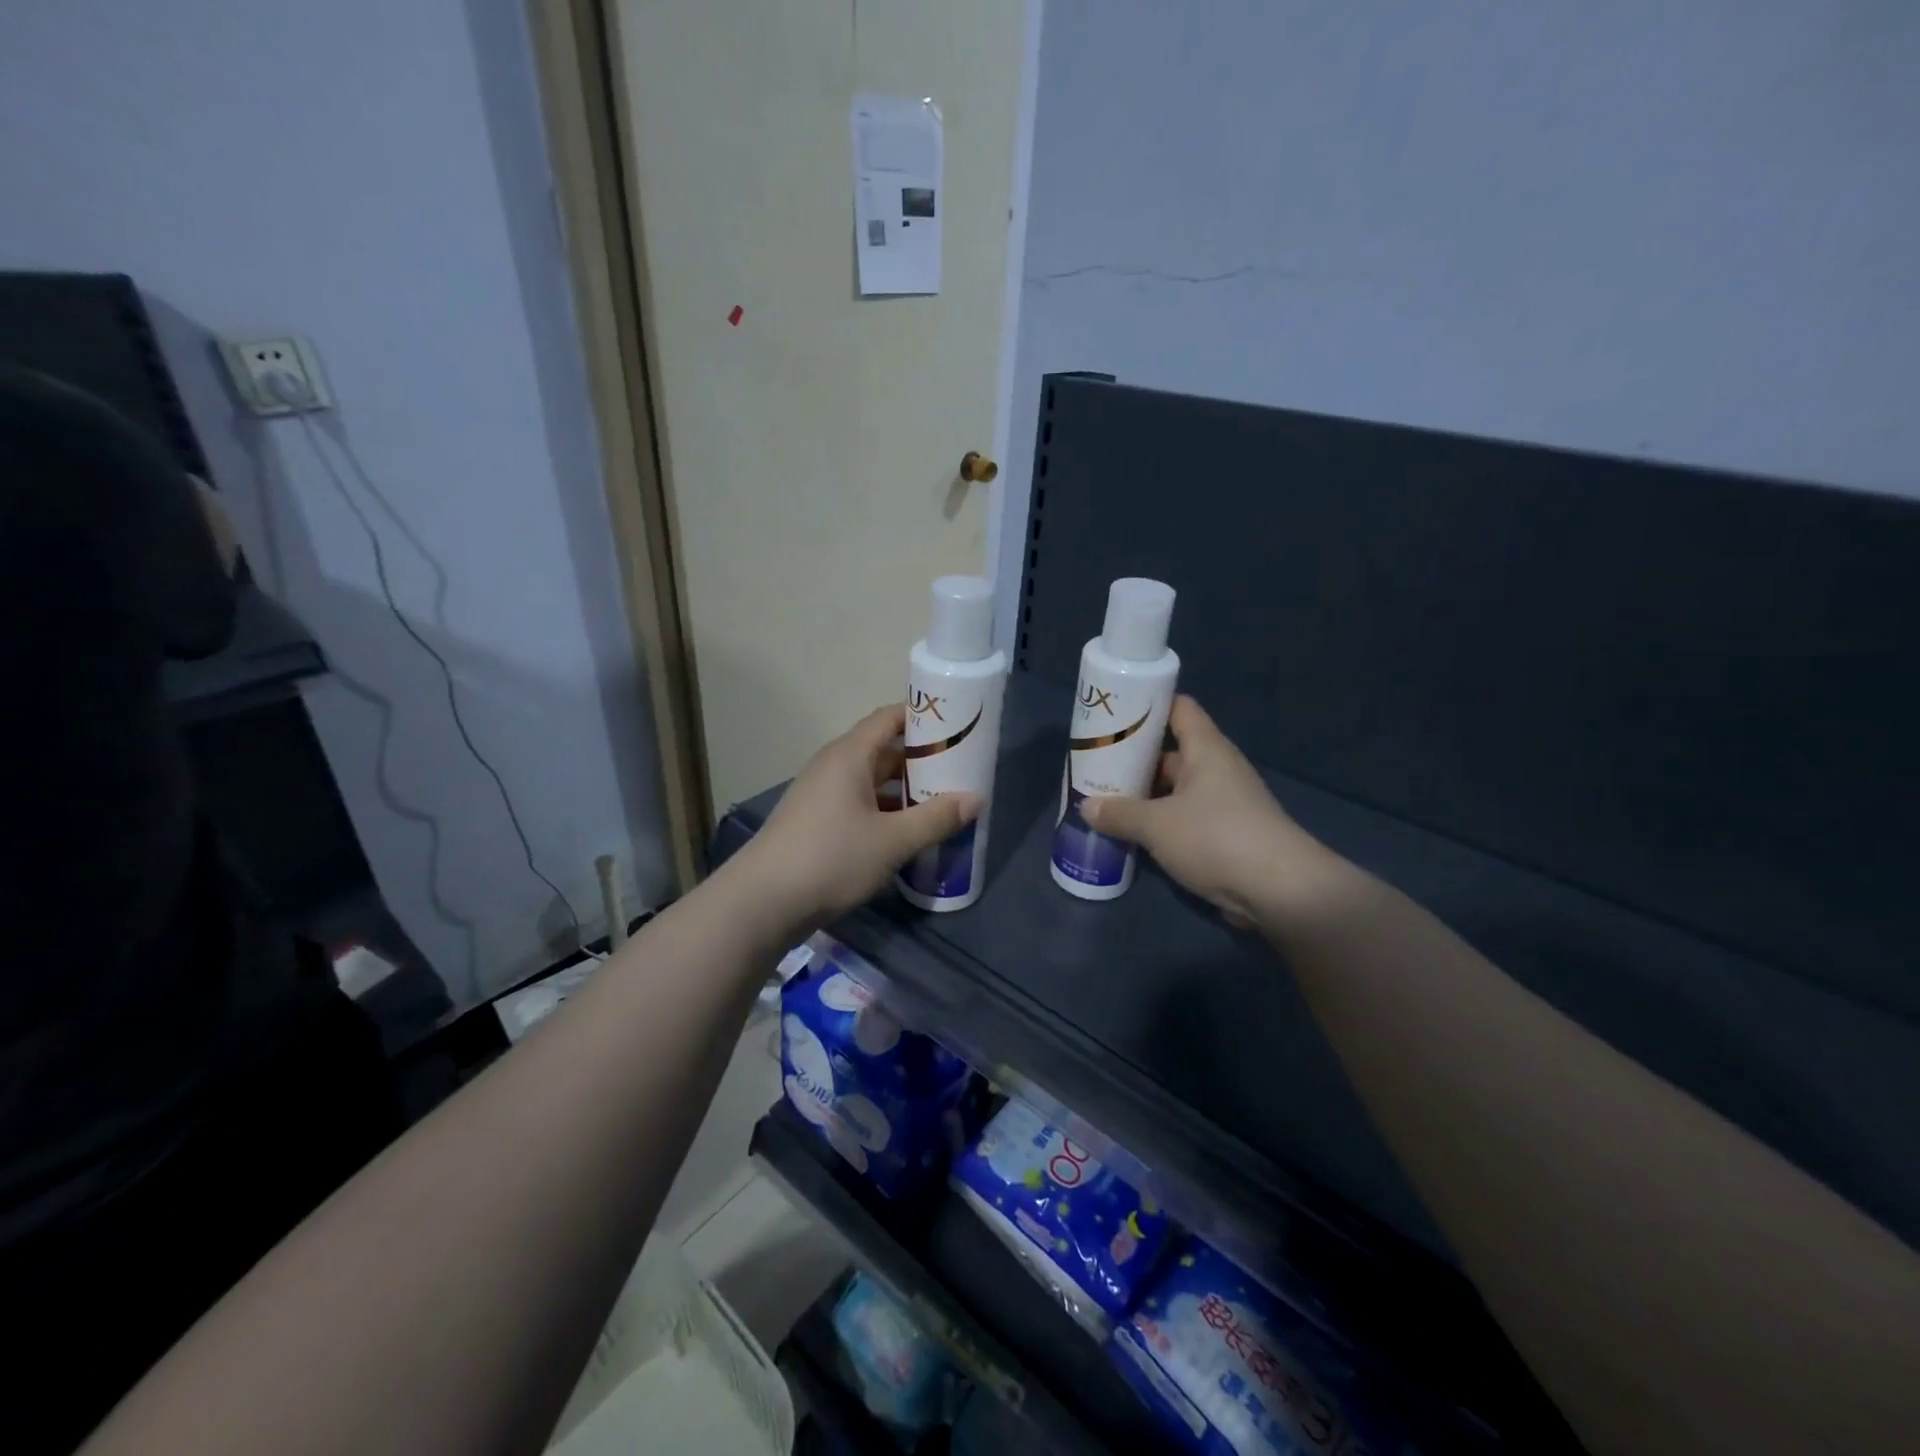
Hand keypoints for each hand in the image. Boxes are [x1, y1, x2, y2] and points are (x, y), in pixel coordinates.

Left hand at [733, 704, 978, 933]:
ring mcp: (822, 795)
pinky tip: (909, 833)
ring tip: (943, 804)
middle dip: (922, 760)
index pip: (890, 718)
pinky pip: (860, 804)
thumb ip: (936, 818)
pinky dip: (887, 812)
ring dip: (906, 790)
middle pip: (884, 750)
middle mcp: (834, 767)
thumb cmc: (831, 858)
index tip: (958, 727)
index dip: (924, 717)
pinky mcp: (817, 822)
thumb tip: (976, 799)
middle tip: (961, 772)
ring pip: (873, 781)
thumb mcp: (892, 841)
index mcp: (850, 755)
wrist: (762, 902)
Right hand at [1081, 696, 1320, 925]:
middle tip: (1095, 767)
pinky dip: (1161, 824)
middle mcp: (1217, 769)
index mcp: (1206, 749)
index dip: (1148, 705)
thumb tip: (1086, 807)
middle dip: (1134, 760)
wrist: (1280, 891)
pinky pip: (1185, 819)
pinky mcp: (1227, 835)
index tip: (1114, 713)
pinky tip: (1133, 835)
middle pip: (1170, 753)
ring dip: (1145, 797)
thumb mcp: (1156, 825)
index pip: (1178, 708)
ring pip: (1175, 790)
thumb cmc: (1216, 838)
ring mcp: (1224, 804)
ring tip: (1105, 802)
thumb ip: (1119, 814)